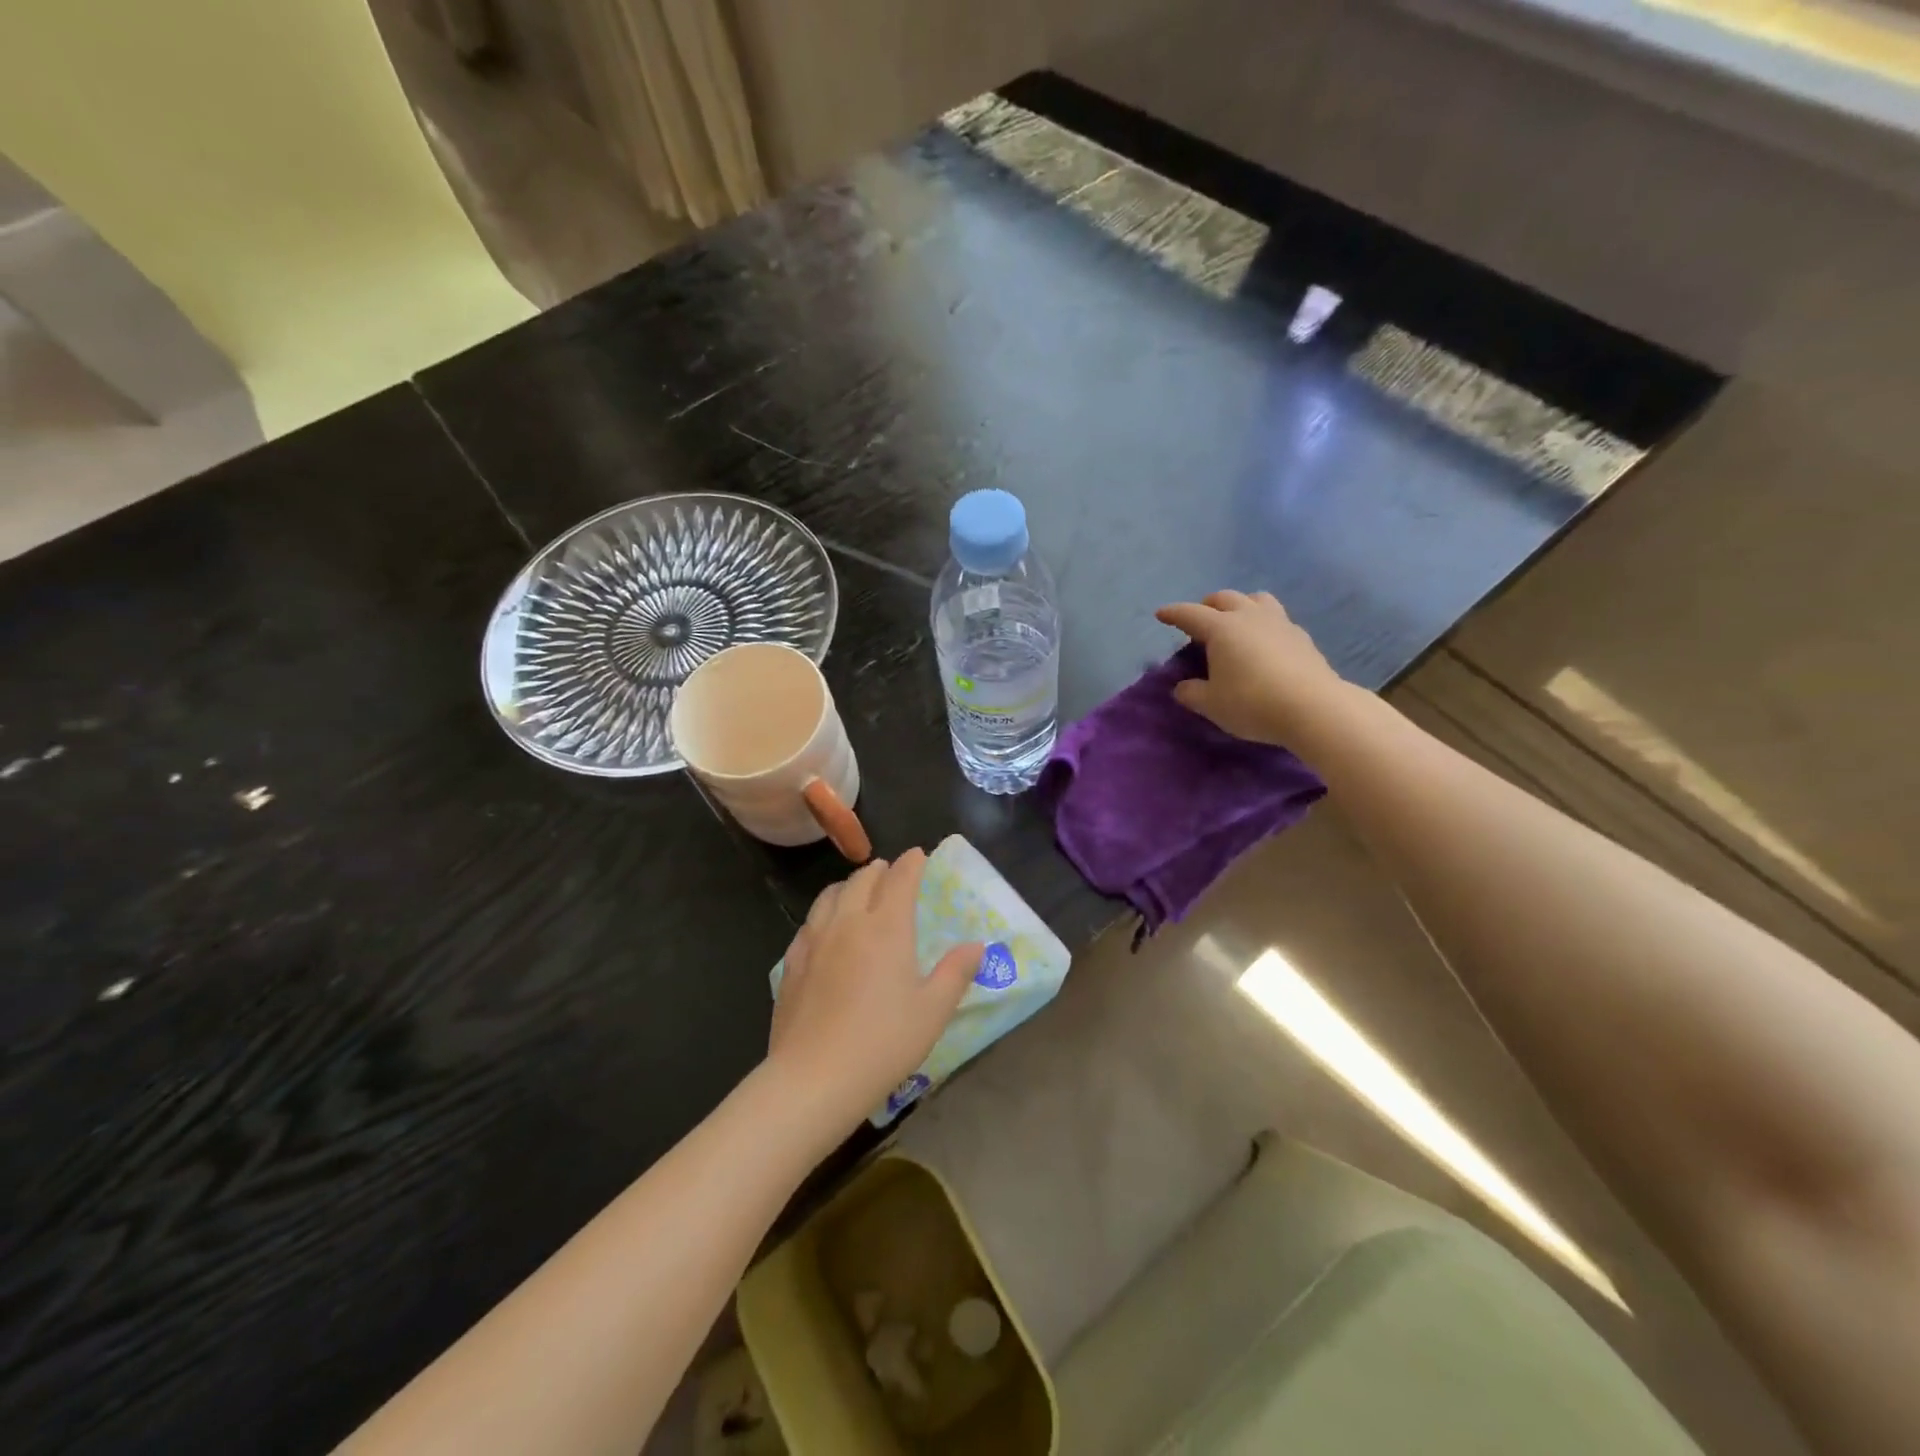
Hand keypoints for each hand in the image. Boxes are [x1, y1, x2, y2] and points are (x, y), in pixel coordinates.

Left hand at [768, 850, 981, 1133]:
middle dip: (881, 870)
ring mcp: (815, 940)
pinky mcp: (792, 963)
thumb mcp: (932, 1011)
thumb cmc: (883, 1042)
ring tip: (858, 891)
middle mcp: (848, 922)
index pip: (900, 879)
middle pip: (863, 879)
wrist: (814, 1078)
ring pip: (830, 895)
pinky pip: (809, 923)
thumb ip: (955, 972)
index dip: (912, 863)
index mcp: (887, 927)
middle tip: (892, 873)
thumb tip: (976, 945)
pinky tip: (825, 930)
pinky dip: (824, 913)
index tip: (920, 855)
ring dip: (849, 885)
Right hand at [1155, 590, 1347, 746]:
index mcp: (1221, 628)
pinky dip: (1263, 624)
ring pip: (1256, 599)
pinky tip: (1264, 642)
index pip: (1190, 614)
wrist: (1313, 708)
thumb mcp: (1211, 704)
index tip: (1161, 614)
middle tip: (1199, 620)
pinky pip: (1277, 619)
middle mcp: (1249, 617)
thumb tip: (1182, 687)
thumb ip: (1192, 693)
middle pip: (1225, 598)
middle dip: (1208, 605)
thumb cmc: (1252, 703)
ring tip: (1236, 622)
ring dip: (1241, 605)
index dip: (1173, 613)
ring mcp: (1279, 623)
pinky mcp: (1301, 637)